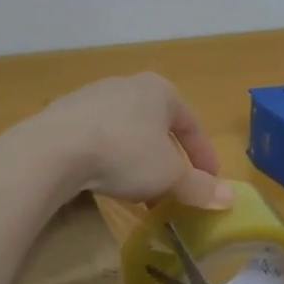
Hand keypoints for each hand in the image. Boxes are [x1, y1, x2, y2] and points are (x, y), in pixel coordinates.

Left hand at [39, 73, 233, 209]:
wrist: (54, 148)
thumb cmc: (125, 152)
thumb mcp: (169, 175)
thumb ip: (199, 187)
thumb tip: (229, 198)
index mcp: (160, 90)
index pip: (191, 124)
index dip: (204, 156)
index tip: (210, 183)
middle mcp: (128, 85)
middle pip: (158, 128)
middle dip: (168, 162)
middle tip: (174, 192)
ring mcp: (93, 96)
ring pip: (127, 133)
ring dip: (138, 163)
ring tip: (140, 194)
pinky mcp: (65, 115)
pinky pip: (98, 138)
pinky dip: (109, 160)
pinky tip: (105, 183)